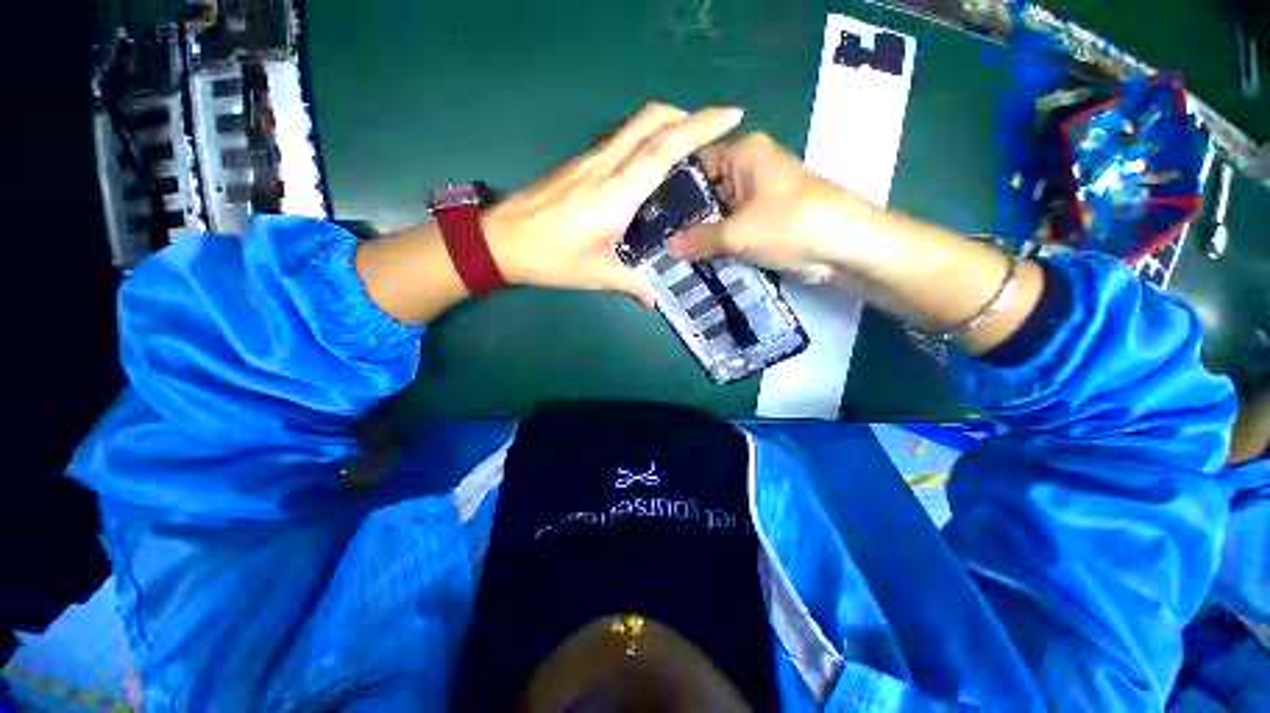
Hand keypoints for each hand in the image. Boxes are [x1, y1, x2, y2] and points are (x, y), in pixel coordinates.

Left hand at [484, 103, 745, 304]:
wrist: (501, 240)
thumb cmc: (552, 258)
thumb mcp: (597, 276)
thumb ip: (631, 286)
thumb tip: (652, 302)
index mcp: (617, 193)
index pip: (664, 148)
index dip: (700, 126)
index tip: (731, 114)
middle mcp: (606, 166)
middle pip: (650, 121)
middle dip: (686, 116)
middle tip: (709, 131)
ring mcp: (589, 159)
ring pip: (634, 125)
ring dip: (664, 124)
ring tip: (683, 144)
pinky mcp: (578, 162)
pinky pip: (618, 139)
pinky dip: (642, 138)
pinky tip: (646, 162)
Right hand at [668, 132, 877, 283]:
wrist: (845, 246)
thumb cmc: (790, 224)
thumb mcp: (738, 233)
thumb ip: (699, 240)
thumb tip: (667, 248)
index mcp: (743, 153)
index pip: (694, 162)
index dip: (670, 186)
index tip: (648, 210)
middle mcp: (749, 167)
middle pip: (705, 189)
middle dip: (684, 216)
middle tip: (654, 237)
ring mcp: (757, 195)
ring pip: (718, 212)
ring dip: (700, 232)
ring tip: (667, 250)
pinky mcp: (764, 219)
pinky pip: (732, 227)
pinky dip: (718, 241)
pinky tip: (694, 258)